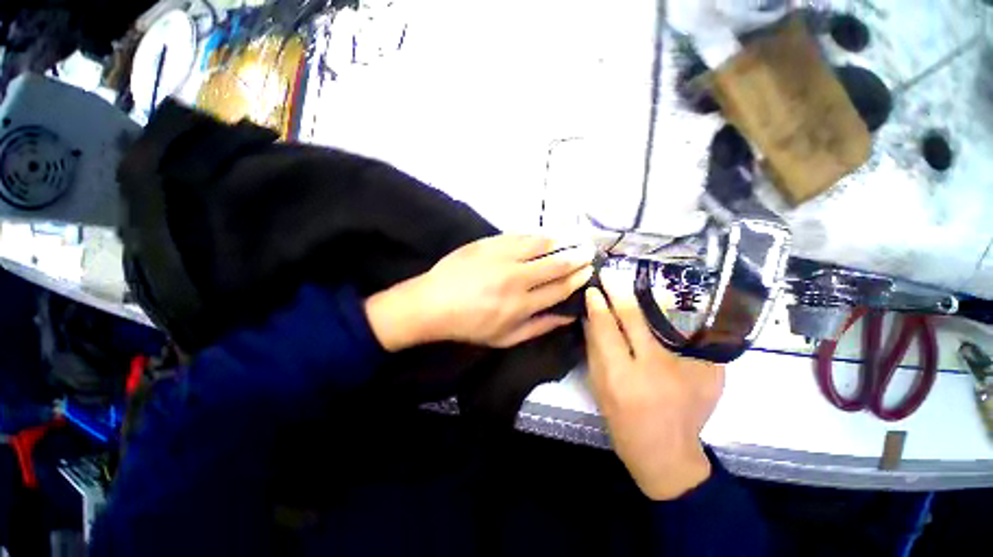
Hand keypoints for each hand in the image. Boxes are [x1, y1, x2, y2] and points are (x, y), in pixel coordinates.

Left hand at [366, 235, 592, 350]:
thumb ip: (539, 327)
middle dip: (576, 257)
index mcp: (521, 305)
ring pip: (540, 244)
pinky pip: (519, 235)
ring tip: (572, 238)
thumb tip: (567, 316)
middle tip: (588, 251)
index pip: (559, 288)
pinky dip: (535, 235)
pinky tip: (544, 234)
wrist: (434, 303)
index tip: (587, 271)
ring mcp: (502, 257)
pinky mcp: (488, 243)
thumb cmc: (470, 325)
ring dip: (560, 241)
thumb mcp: (506, 338)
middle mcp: (516, 278)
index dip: (577, 279)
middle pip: (555, 264)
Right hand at [583, 278, 724, 499]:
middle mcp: (656, 369)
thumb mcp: (599, 386)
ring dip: (650, 297)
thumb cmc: (623, 419)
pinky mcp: (712, 371)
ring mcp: (689, 369)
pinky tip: (675, 302)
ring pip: (667, 319)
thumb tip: (592, 314)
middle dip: (621, 292)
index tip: (594, 289)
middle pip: (636, 318)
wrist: (667, 452)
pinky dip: (681, 316)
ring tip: (640, 279)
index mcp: (622, 377)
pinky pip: (693, 333)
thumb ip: (595, 348)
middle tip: (613, 274)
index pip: (607, 328)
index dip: (598, 305)